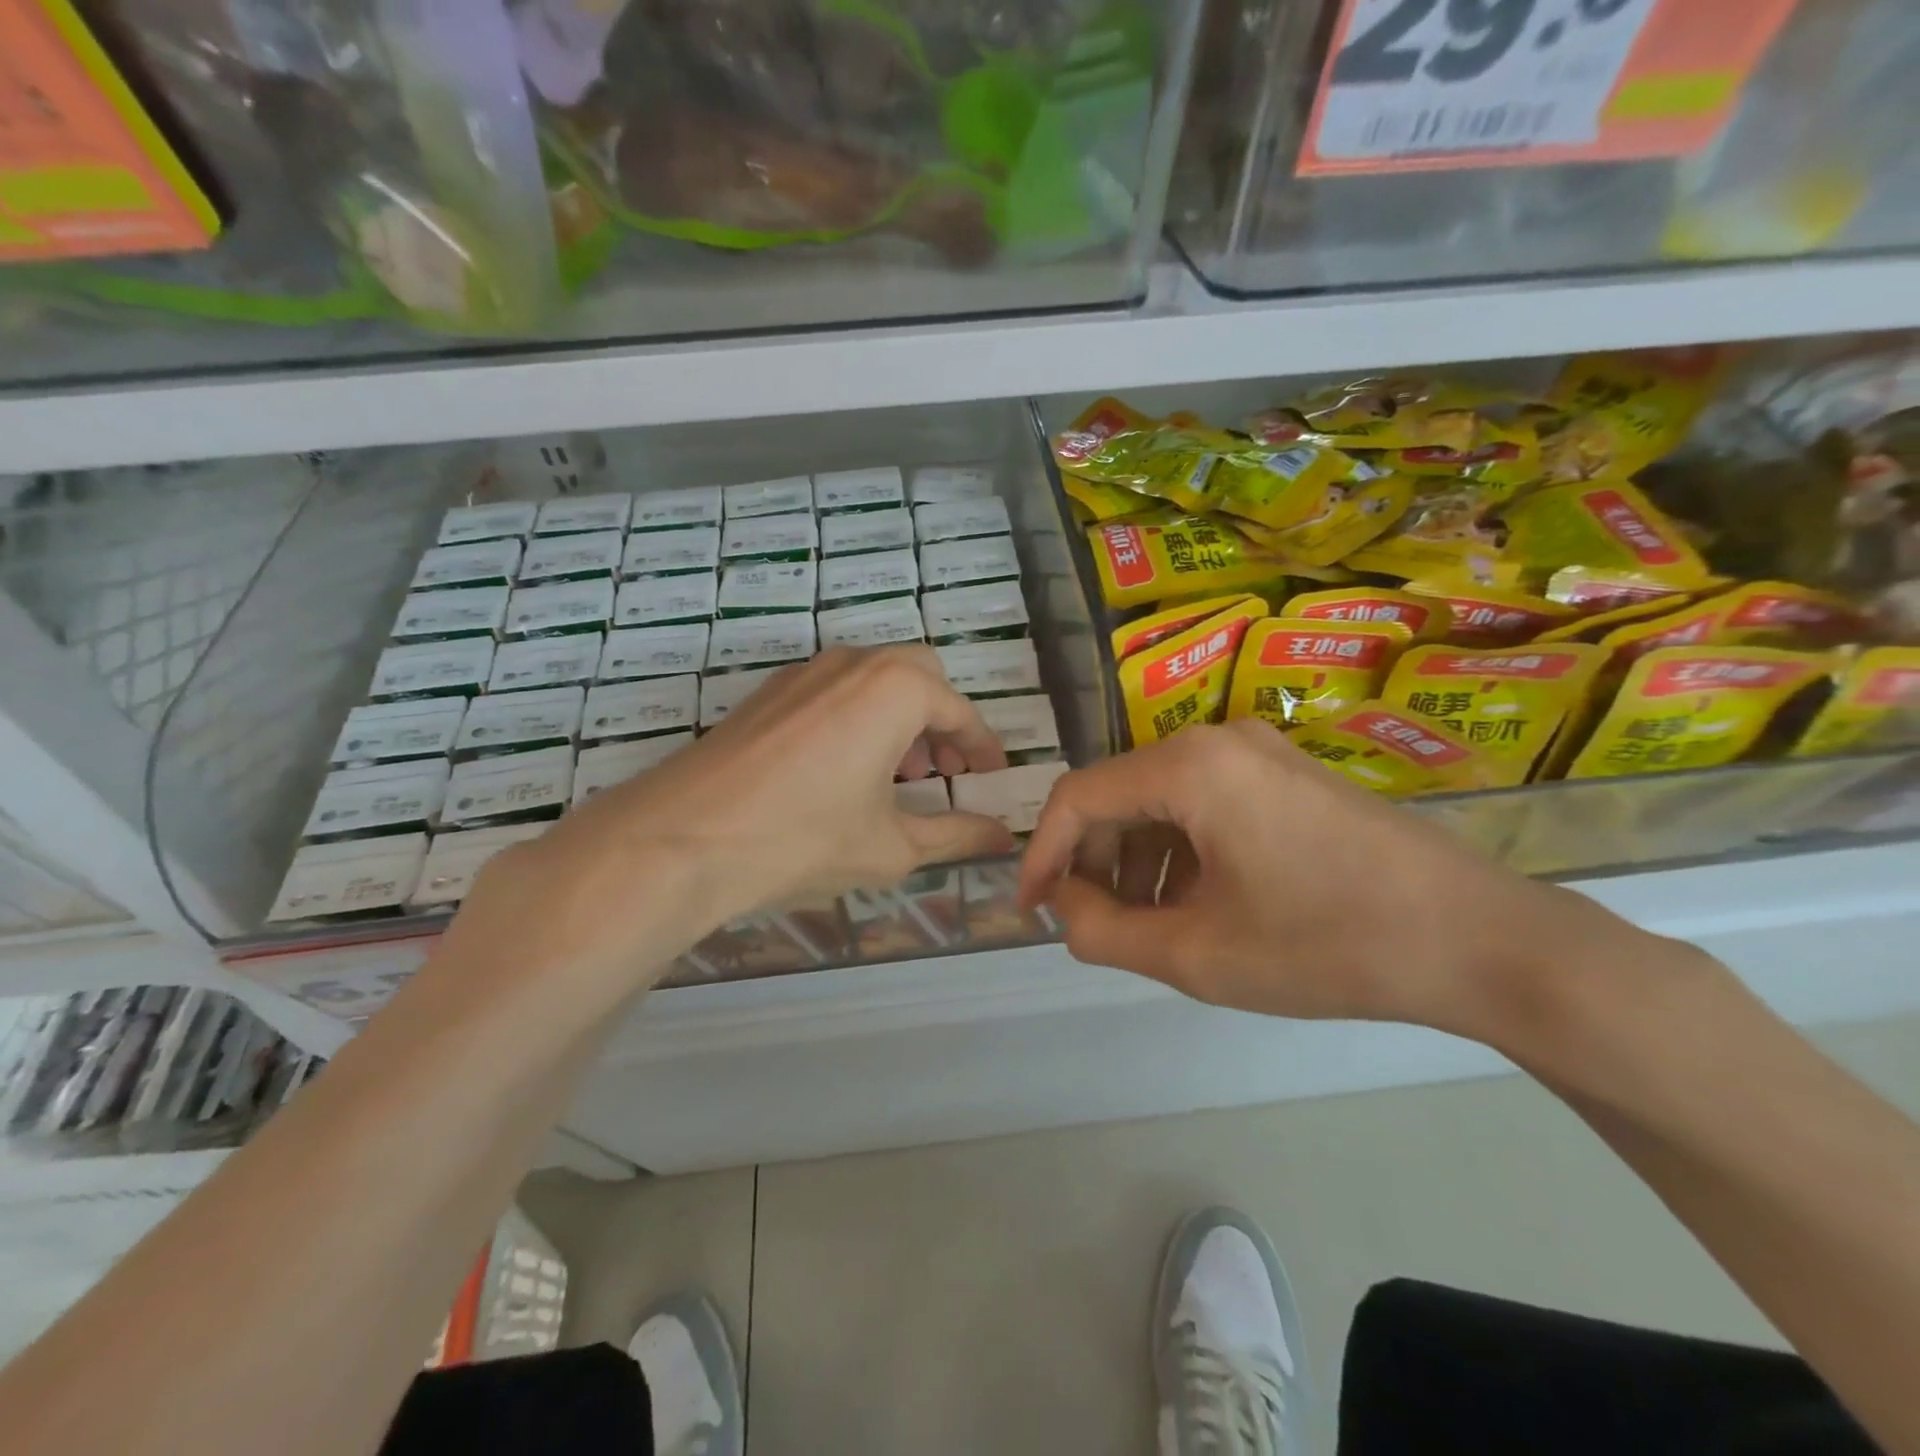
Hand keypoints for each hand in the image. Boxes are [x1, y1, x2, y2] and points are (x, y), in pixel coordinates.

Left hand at [453, 646, 1013, 992]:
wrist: (683, 837)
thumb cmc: (805, 837)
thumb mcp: (893, 845)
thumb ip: (957, 835)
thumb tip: (1003, 837)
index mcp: (897, 689)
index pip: (960, 712)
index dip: (982, 747)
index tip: (992, 776)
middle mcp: (855, 663)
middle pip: (920, 678)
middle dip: (941, 722)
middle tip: (943, 773)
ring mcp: (806, 671)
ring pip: (875, 679)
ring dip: (900, 718)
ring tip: (898, 777)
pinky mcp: (771, 691)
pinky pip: (836, 690)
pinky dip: (860, 716)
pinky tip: (845, 770)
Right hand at [1017, 719, 1614, 1034]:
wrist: (1482, 942)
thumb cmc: (1328, 945)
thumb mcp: (1198, 955)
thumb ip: (1104, 933)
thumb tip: (1065, 908)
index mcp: (1189, 765)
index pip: (1079, 797)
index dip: (1043, 854)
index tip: (1033, 909)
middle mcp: (1216, 739)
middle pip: (1120, 795)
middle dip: (1095, 862)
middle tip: (1096, 926)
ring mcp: (1259, 753)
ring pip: (1162, 801)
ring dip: (1138, 861)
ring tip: (1150, 926)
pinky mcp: (1288, 776)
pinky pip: (1205, 804)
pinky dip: (1181, 852)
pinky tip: (1199, 905)